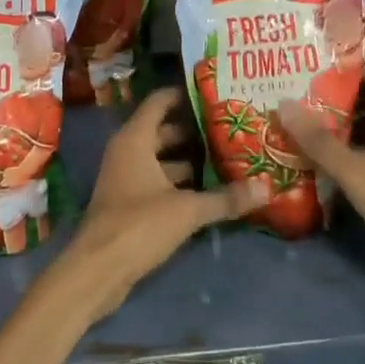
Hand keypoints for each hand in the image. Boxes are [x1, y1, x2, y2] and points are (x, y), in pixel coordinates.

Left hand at [55, 88, 260, 322]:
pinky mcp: (129, 203)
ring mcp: (126, 177)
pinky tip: (209, 191)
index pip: (160, 101)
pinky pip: (158, 181)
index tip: (216, 94)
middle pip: (164, 131)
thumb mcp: (187, 210)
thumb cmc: (139, 225)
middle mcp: (127, 151)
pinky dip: (180, 182)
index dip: (186, 95)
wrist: (98, 269)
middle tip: (232, 128)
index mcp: (135, 139)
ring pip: (162, 159)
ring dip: (190, 159)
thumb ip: (225, 198)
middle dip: (196, 130)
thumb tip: (266, 188)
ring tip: (229, 158)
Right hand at [277, 68, 364, 290]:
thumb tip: (282, 103)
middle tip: (290, 86)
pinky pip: (362, 148)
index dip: (345, 63)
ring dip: (332, 120)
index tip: (310, 58)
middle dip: (330, 91)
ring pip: (361, 124)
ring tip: (293, 114)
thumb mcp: (354, 170)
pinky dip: (340, 145)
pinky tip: (314, 152)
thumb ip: (318, 140)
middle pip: (364, 97)